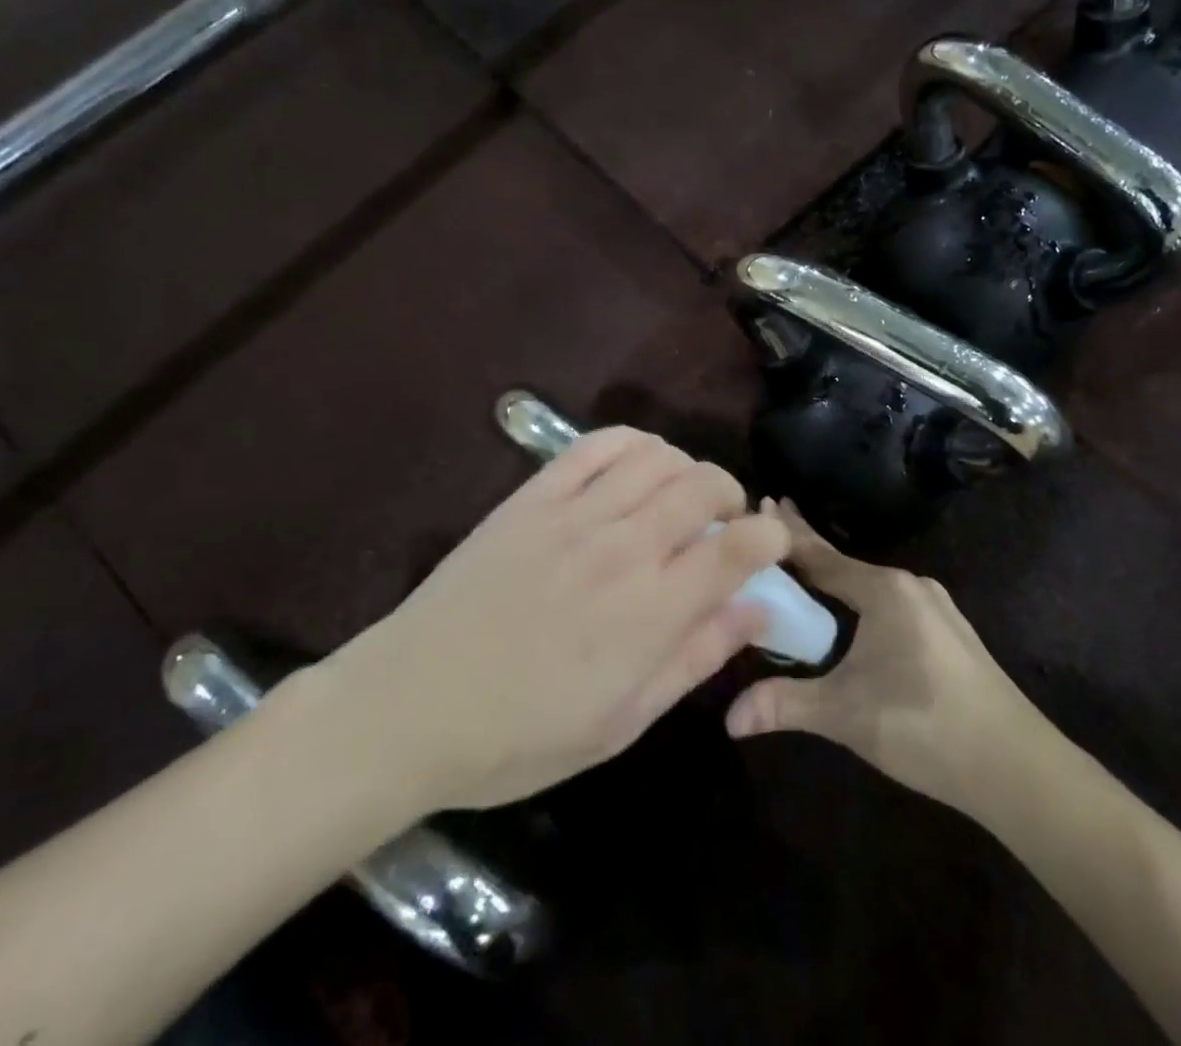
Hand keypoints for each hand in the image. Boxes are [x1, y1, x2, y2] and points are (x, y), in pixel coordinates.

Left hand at [325, 428, 790, 812]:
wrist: (408, 706)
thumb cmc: (519, 736)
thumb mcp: (622, 723)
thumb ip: (695, 658)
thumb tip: (757, 611)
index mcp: (650, 612)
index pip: (737, 547)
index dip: (770, 536)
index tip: (772, 544)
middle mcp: (622, 549)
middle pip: (704, 485)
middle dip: (732, 495)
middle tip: (723, 524)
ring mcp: (575, 514)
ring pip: (658, 457)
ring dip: (687, 467)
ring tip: (681, 497)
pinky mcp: (534, 496)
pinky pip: (598, 445)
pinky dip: (634, 443)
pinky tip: (638, 465)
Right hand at [726, 501, 1045, 816]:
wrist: (1016, 765)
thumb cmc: (923, 724)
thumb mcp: (846, 715)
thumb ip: (786, 705)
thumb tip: (730, 718)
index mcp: (884, 589)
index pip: (821, 555)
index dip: (787, 536)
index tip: (760, 504)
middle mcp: (910, 585)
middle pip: (845, 564)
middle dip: (808, 550)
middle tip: (772, 527)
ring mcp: (935, 607)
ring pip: (871, 585)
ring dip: (836, 578)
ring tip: (804, 574)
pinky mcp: (949, 632)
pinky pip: (891, 602)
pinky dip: (861, 599)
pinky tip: (852, 616)